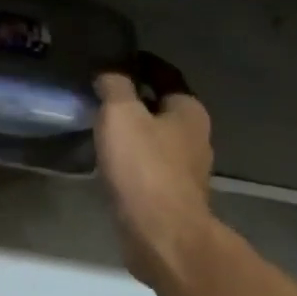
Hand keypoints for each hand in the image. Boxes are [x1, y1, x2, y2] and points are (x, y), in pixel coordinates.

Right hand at [94, 73, 214, 287]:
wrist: (161, 235)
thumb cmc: (144, 168)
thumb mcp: (121, 114)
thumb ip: (115, 87)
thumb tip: (109, 73)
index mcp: (189, 111)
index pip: (165, 75)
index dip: (141, 64)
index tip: (116, 60)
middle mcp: (195, 137)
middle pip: (163, 108)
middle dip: (136, 100)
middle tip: (101, 94)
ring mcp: (186, 171)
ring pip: (156, 140)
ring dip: (133, 132)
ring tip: (101, 127)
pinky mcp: (172, 198)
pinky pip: (149, 168)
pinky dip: (132, 160)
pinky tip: (110, 163)